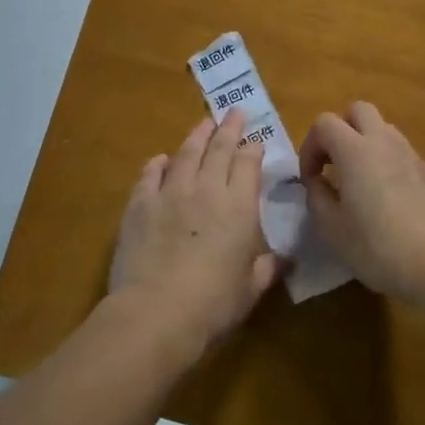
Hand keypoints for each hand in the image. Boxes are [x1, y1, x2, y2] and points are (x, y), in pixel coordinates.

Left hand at [109, 112, 278, 358]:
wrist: (156, 312)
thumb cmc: (213, 304)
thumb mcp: (251, 289)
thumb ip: (267, 267)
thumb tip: (284, 259)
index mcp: (238, 207)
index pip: (248, 164)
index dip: (253, 149)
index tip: (255, 142)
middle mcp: (206, 189)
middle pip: (219, 148)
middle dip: (229, 128)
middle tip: (233, 112)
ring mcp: (170, 193)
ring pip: (186, 153)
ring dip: (197, 136)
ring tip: (204, 124)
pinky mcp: (140, 204)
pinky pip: (150, 175)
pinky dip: (158, 164)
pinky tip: (161, 160)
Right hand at [299, 102, 424, 303]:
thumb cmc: (378, 247)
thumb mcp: (332, 229)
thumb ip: (317, 197)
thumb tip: (318, 181)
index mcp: (355, 150)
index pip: (324, 123)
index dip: (310, 147)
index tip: (310, 179)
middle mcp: (384, 142)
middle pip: (358, 111)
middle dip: (340, 130)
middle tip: (334, 165)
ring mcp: (413, 155)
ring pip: (384, 130)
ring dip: (366, 145)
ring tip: (361, 183)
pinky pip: (403, 154)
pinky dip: (389, 164)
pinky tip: (390, 201)